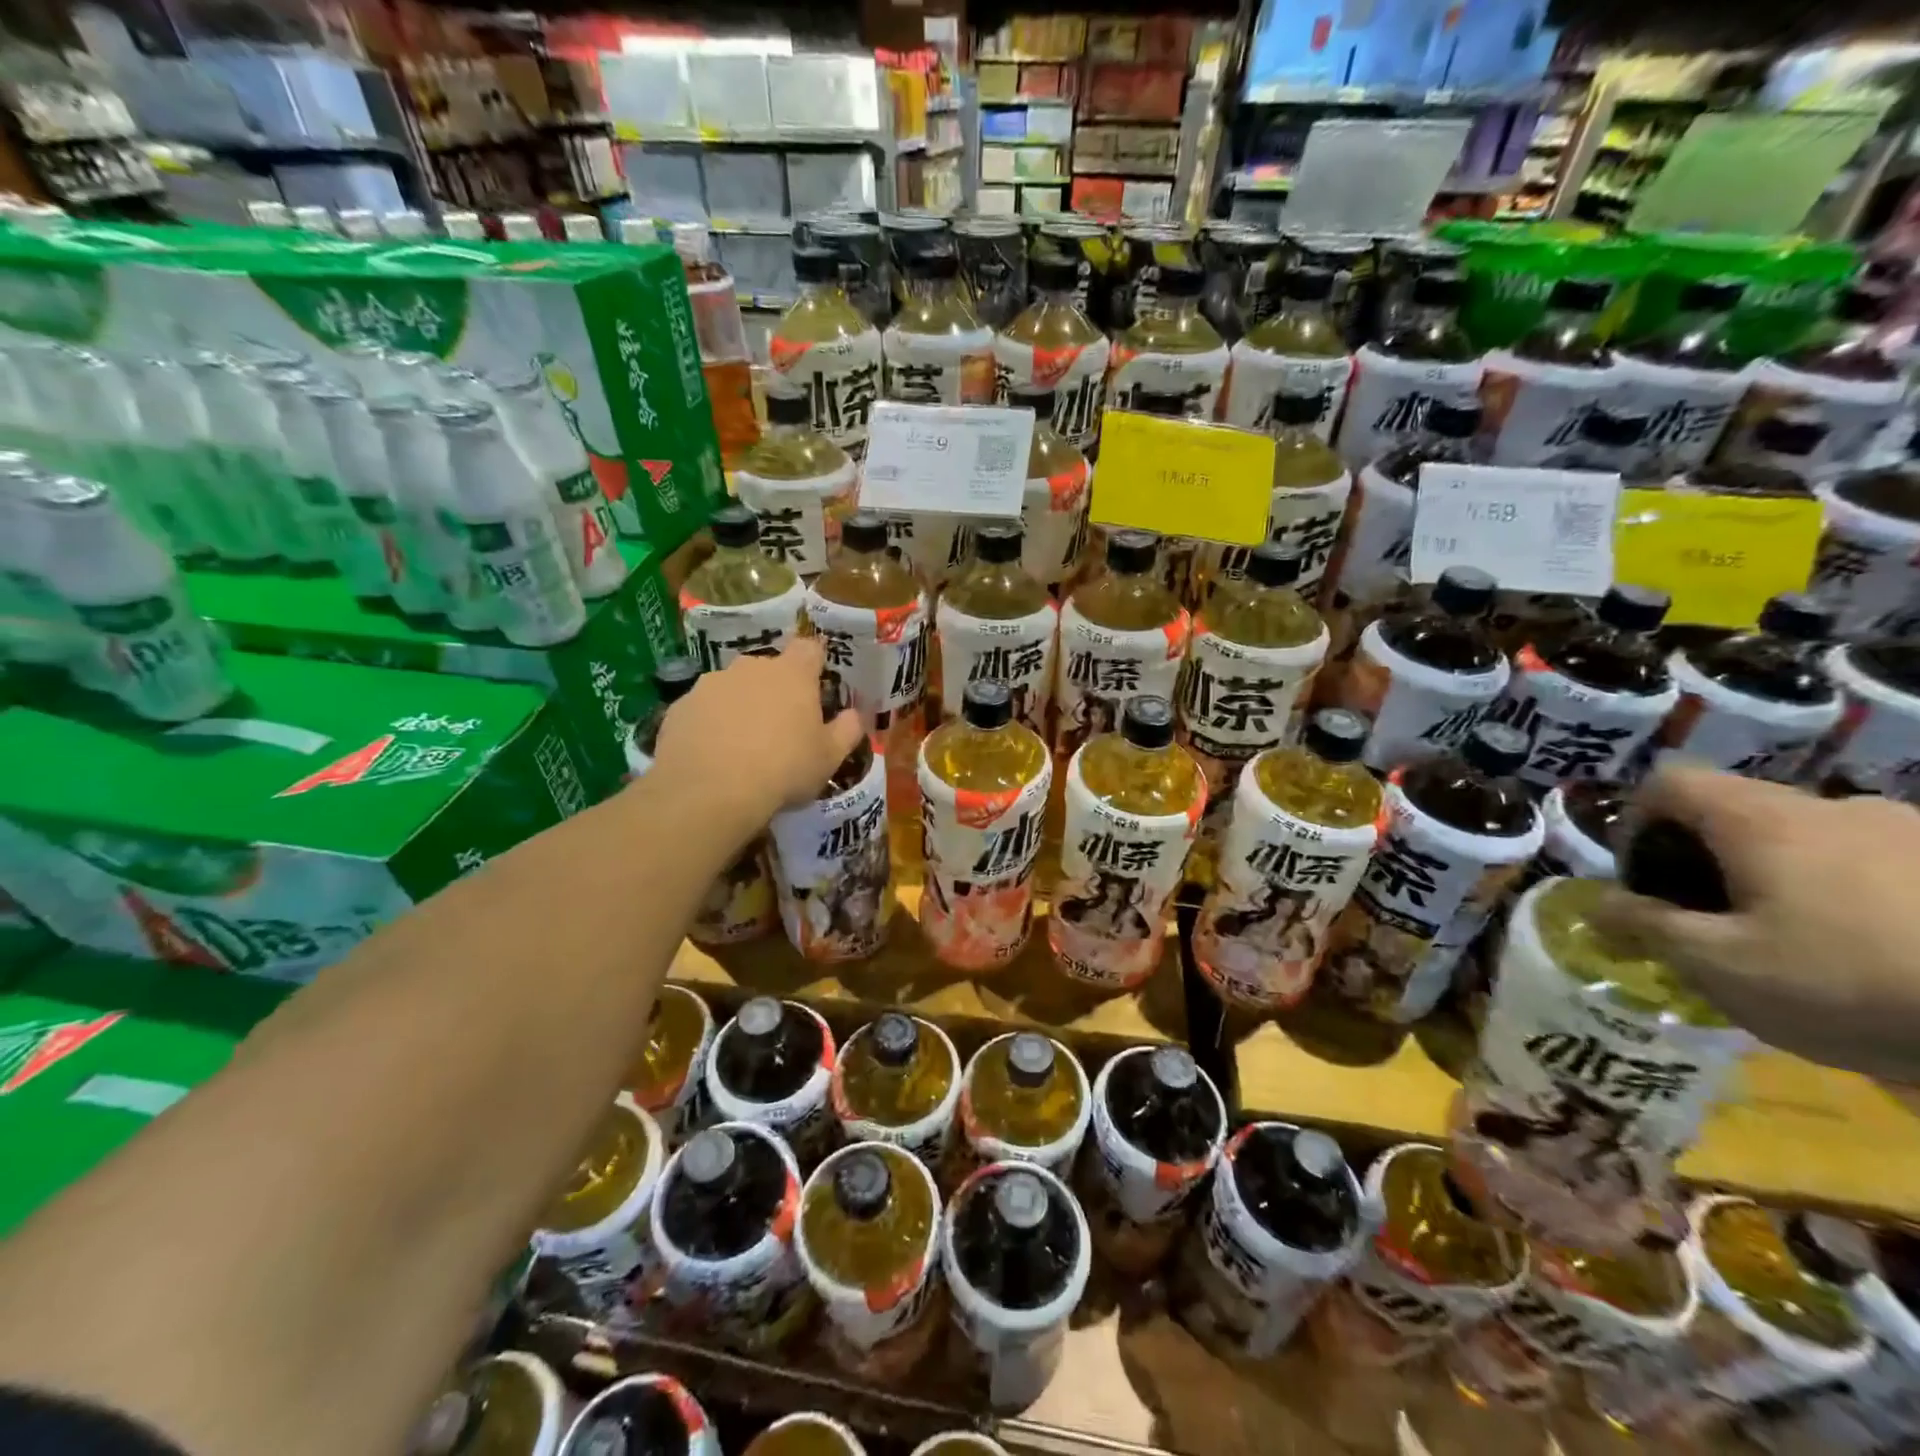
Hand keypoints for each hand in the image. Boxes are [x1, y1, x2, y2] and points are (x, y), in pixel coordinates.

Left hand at [649, 637, 864, 830]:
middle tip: (780, 725)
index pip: (809, 648)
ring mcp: (710, 684)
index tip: (816, 683)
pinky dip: (710, 725)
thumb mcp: (830, 758)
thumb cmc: (784, 769)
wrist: (710, 791)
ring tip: (742, 745)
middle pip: (768, 668)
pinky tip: (713, 755)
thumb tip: (854, 715)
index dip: (814, 662)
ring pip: (732, 688)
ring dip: (740, 706)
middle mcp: (750, 668)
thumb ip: (847, 730)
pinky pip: (703, 710)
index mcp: (792, 674)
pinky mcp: (680, 706)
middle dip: (775, 689)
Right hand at [1593, 763, 1919, 1083]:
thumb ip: (1646, 926)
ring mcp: (1911, 832)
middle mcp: (1831, 806)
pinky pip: (1878, 867)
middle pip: (1737, 813)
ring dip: (1783, 880)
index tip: (1644, 879)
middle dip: (1708, 862)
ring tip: (1797, 946)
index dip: (1637, 822)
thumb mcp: (1720, 965)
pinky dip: (1851, 897)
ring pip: (1810, 842)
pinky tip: (1873, 953)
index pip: (1668, 782)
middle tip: (1711, 924)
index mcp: (1760, 819)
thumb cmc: (1851, 978)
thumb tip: (1598, 905)